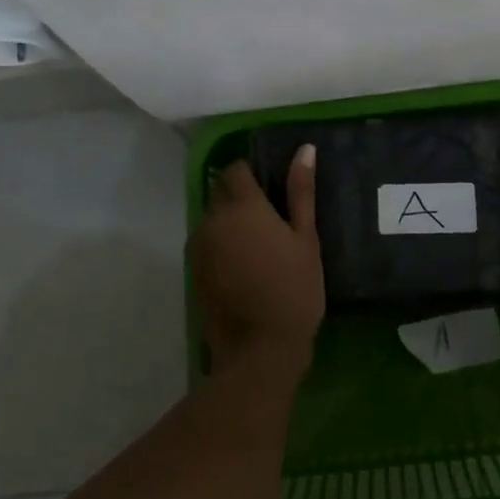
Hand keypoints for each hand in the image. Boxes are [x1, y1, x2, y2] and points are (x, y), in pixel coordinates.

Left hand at [191, 149, 325, 378]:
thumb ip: (302, 191)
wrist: (260, 349)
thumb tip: (305, 149)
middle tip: (268, 217)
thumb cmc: (293, 289)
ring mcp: (199, 246)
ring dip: (228, 221)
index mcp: (242, 206)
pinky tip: (243, 265)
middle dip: (239, 196)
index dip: (251, 173)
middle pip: (220, 191)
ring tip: (257, 244)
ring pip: (211, 217)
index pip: (235, 169)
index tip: (271, 189)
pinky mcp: (193, 270)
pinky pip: (206, 243)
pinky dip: (220, 244)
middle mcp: (213, 219)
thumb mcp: (306, 238)